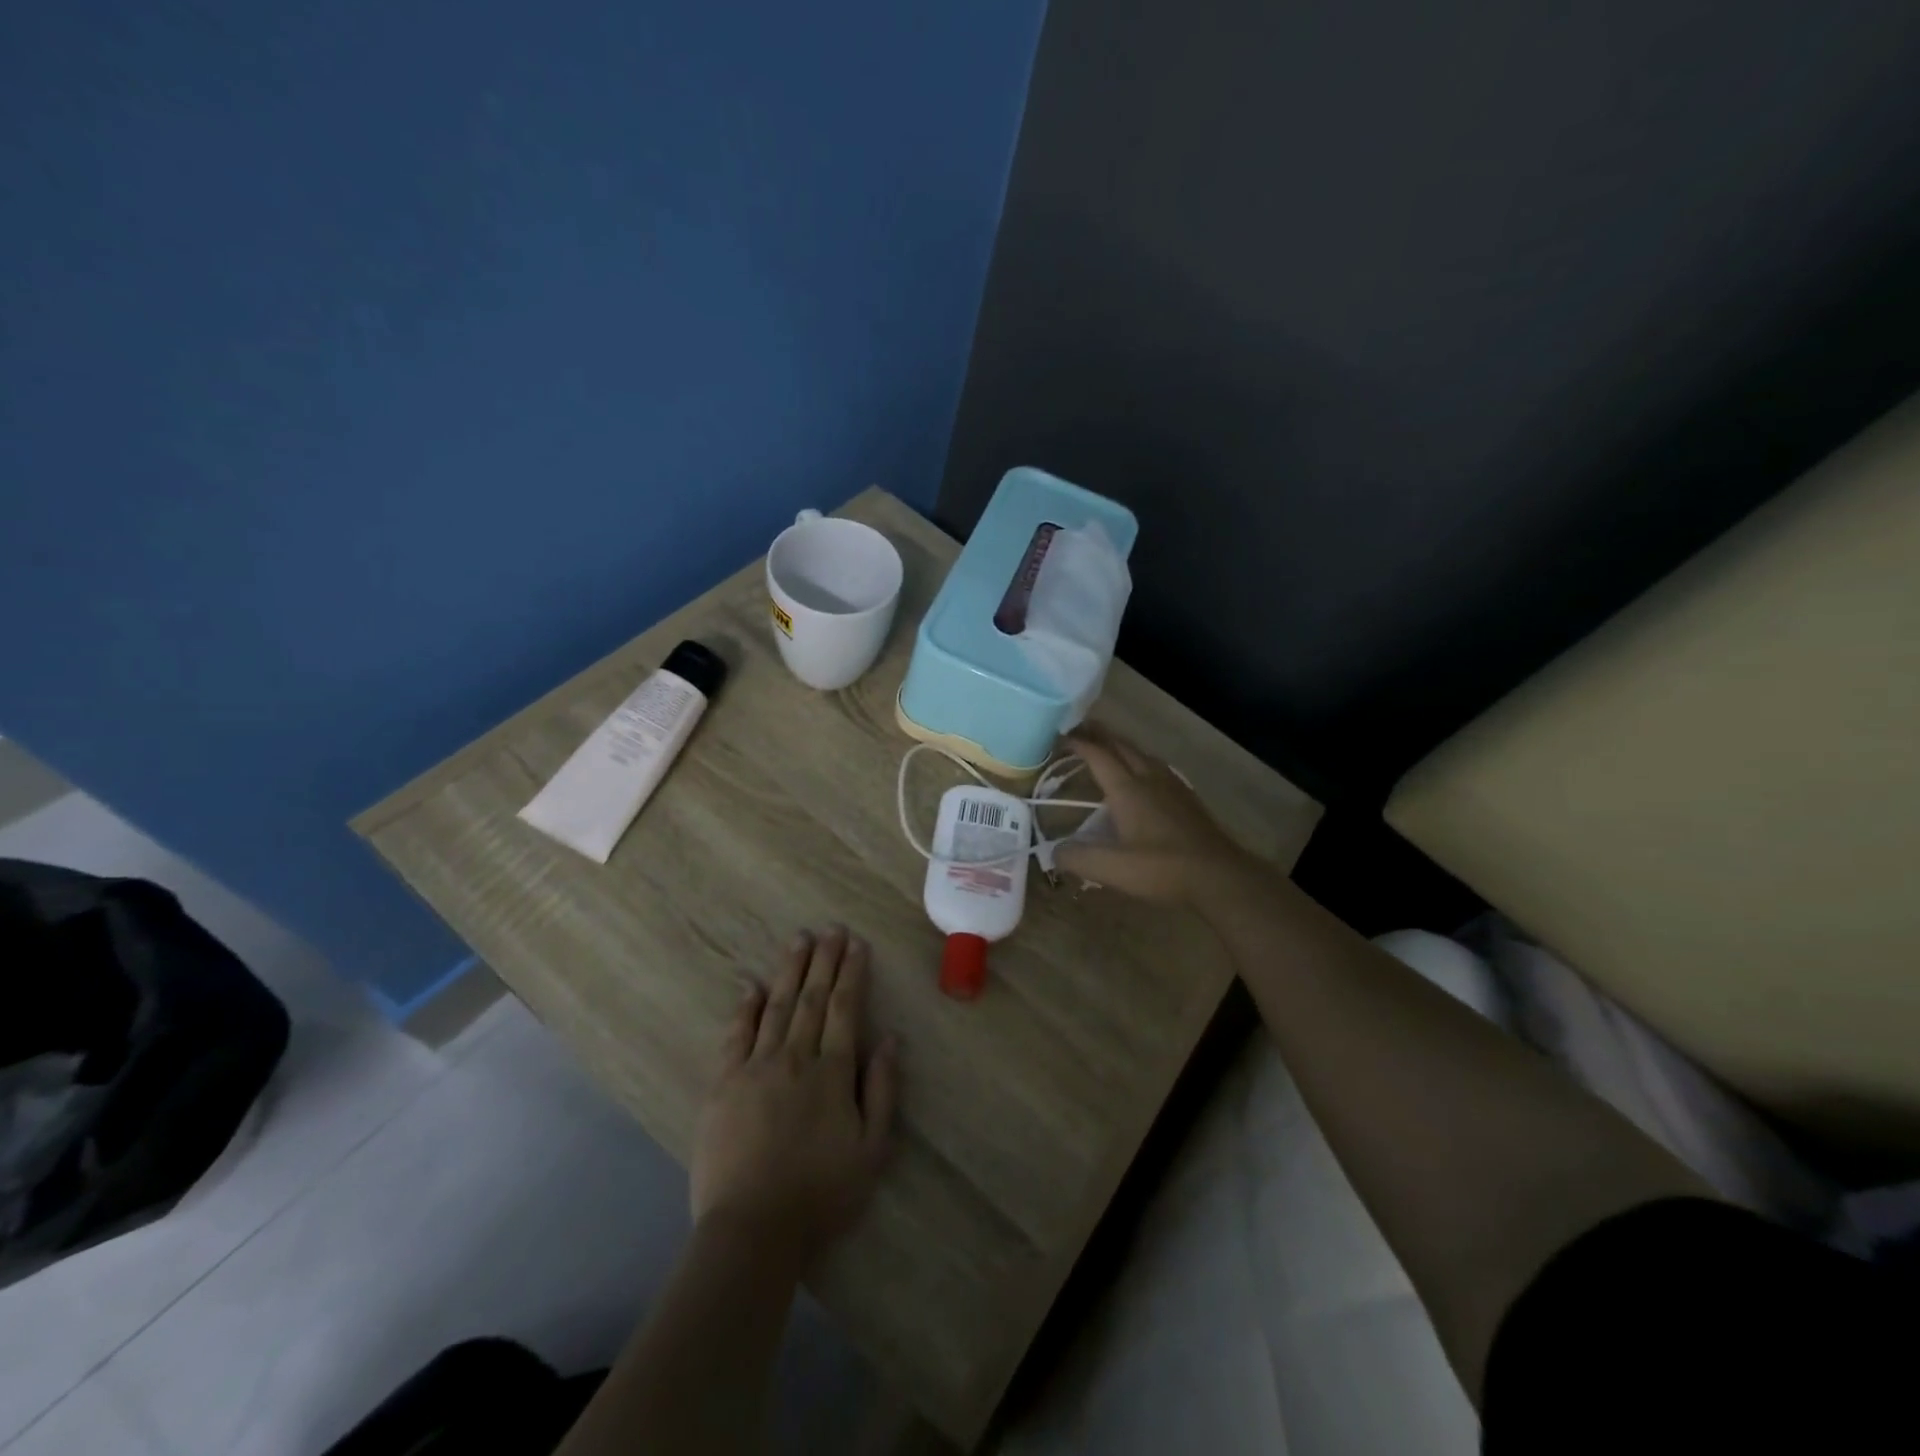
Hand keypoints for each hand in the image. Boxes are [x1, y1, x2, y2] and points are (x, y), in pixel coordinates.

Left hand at [691, 926, 898, 1261]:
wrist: (752, 1230)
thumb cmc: (820, 1193)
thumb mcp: (872, 1150)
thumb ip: (882, 1090)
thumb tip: (891, 1039)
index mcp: (833, 1071)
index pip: (845, 1008)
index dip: (852, 973)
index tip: (857, 944)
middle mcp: (796, 1057)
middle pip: (812, 998)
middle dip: (824, 960)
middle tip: (830, 928)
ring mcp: (756, 1067)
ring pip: (776, 1006)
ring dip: (789, 970)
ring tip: (799, 940)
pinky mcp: (724, 1084)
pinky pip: (736, 1034)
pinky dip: (745, 1006)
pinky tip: (751, 984)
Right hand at [1054, 725, 1261, 908]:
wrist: (1220, 876)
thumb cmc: (1163, 869)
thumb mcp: (1112, 869)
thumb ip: (1077, 858)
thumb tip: (1053, 851)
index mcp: (1128, 789)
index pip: (1098, 755)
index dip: (1078, 743)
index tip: (1059, 736)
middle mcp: (1149, 778)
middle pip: (1121, 746)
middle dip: (1099, 735)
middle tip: (1079, 729)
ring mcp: (1172, 786)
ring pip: (1142, 754)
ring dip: (1121, 746)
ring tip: (1108, 747)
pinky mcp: (1187, 799)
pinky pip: (1157, 767)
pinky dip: (1140, 761)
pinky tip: (1143, 776)